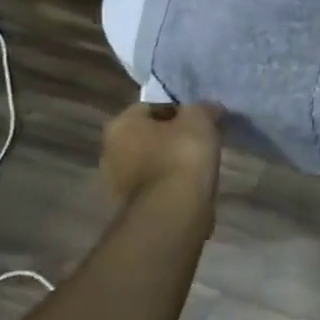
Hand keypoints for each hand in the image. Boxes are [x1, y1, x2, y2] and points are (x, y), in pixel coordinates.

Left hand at [100, 101, 224, 207]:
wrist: (174, 212)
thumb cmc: (182, 156)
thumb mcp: (200, 119)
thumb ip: (203, 108)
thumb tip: (209, 109)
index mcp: (121, 124)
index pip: (151, 107)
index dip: (179, 110)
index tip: (201, 120)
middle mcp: (110, 151)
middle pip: (148, 136)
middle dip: (172, 137)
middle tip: (201, 141)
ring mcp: (117, 183)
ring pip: (151, 162)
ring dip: (171, 162)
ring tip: (200, 166)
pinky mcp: (131, 207)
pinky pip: (155, 186)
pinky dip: (171, 184)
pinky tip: (191, 186)